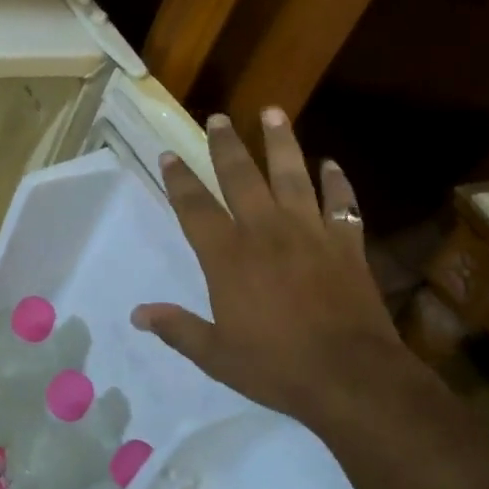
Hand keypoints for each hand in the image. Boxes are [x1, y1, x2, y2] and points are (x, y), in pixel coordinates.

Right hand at [132, 109, 411, 432]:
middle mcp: (266, 232)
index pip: (195, 207)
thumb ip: (178, 329)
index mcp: (229, 257)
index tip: (169, 154)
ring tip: (273, 112)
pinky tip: (331, 164)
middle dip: (226, 146)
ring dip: (281, 143)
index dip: (179, 180)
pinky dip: (337, 182)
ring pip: (292, 175)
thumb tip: (138, 314)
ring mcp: (310, 232)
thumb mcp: (217, 356)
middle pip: (241, 178)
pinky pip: (341, 203)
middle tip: (218, 118)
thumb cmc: (277, 367)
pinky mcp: (346, 243)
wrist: (350, 376)